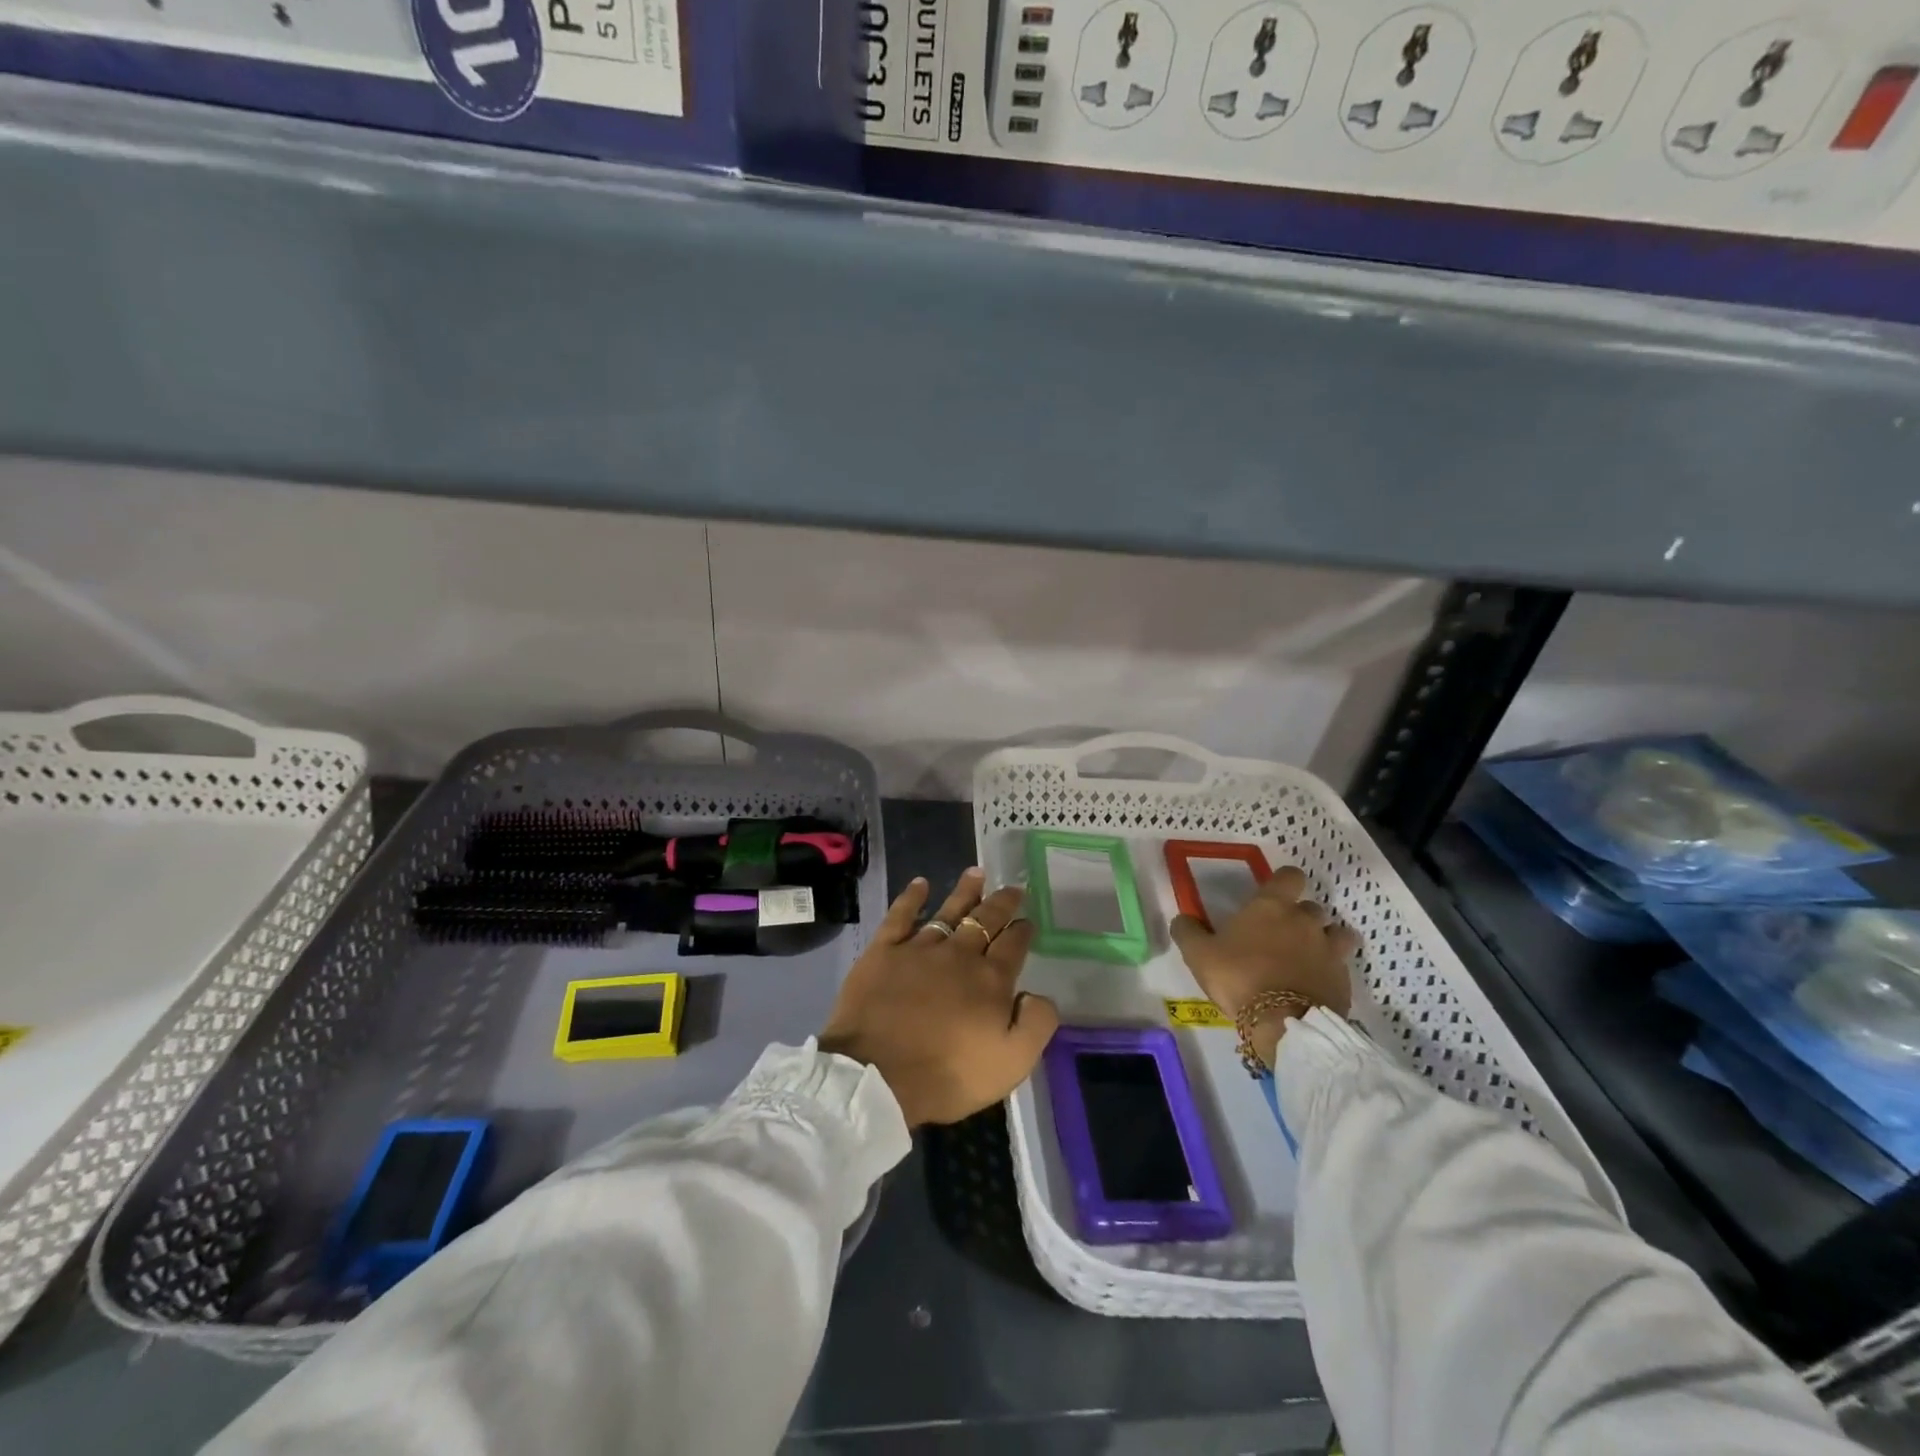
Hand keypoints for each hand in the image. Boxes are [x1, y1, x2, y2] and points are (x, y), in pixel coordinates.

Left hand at [821, 868, 1059, 1127]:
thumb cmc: (947, 1075)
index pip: (1013, 945)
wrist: (877, 1076)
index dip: (1022, 931)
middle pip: (984, 920)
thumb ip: (1036, 1024)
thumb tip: (1038, 994)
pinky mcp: (884, 951)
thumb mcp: (1011, 1063)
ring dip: (965, 891)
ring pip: (948, 910)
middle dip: (1001, 903)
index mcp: (990, 980)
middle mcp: (958, 954)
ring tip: (976, 872)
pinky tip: (920, 883)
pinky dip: (911, 897)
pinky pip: (900, 915)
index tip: (1027, 920)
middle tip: (1012, 888)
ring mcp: (919, 949)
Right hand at [1170, 866, 1358, 1069]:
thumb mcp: (1198, 954)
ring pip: (1336, 934)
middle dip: (1300, 917)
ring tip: (1308, 957)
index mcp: (1272, 906)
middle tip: (1281, 936)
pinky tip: (1314, 985)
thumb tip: (1183, 918)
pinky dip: (1330, 971)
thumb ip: (1188, 931)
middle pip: (1312, 907)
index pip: (1290, 876)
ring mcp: (1330, 949)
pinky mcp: (1344, 979)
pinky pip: (1341, 966)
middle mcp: (1305, 920)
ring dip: (1325, 940)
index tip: (1274, 895)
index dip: (1284, 882)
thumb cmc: (1239, 978)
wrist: (1284, 1024)